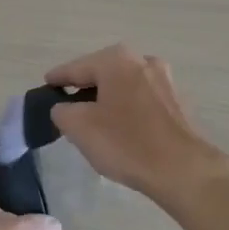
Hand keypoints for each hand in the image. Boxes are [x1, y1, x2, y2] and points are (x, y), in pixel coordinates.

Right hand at [45, 45, 228, 204]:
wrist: (183, 169)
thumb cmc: (126, 143)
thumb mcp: (79, 127)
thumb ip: (61, 111)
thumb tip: (64, 107)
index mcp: (116, 60)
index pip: (75, 68)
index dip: (57, 79)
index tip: (45, 86)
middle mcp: (142, 60)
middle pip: (102, 73)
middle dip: (85, 88)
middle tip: (67, 107)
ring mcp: (165, 80)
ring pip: (124, 85)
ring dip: (108, 98)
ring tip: (95, 120)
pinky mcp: (179, 102)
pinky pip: (143, 100)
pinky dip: (128, 108)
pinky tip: (123, 128)